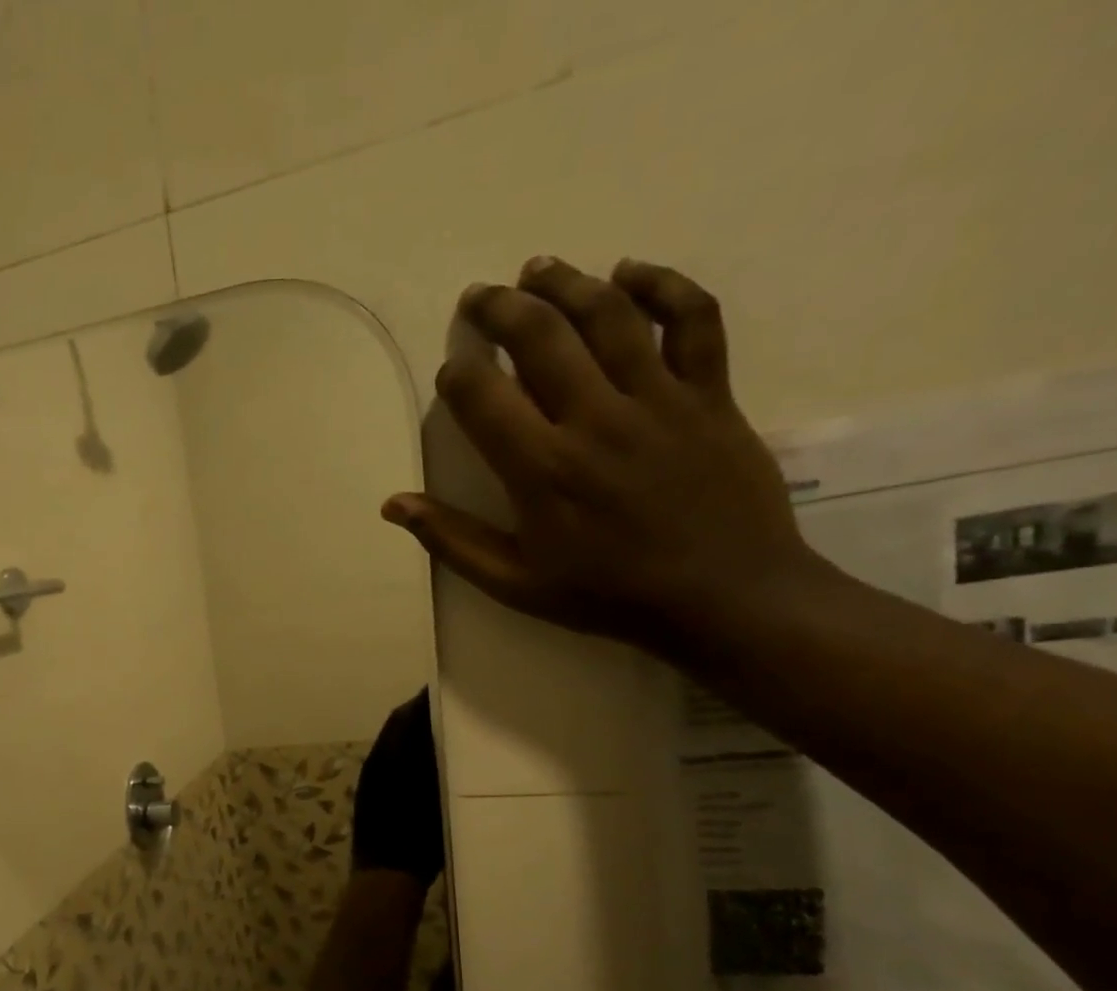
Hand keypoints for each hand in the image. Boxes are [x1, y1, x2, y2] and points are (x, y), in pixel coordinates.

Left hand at [351, 687, 444, 885]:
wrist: (386, 876)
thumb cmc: (417, 841)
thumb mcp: (438, 799)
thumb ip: (439, 763)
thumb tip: (445, 731)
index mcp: (391, 758)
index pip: (406, 716)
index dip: (424, 701)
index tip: (448, 690)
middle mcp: (376, 761)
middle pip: (397, 726)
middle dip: (419, 713)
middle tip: (449, 707)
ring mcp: (370, 777)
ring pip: (392, 742)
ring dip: (411, 732)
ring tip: (442, 729)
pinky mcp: (369, 792)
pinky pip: (387, 760)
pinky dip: (404, 752)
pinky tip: (424, 760)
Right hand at [383, 257, 824, 659]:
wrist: (722, 596)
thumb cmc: (606, 594)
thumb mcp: (514, 583)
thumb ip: (452, 540)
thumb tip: (394, 504)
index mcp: (541, 469)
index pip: (483, 397)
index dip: (458, 374)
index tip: (450, 371)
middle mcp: (594, 419)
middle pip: (540, 338)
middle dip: (500, 309)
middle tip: (479, 296)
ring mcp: (658, 399)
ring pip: (608, 316)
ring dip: (566, 284)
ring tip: (537, 268)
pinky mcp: (710, 393)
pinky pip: (692, 319)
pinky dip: (663, 286)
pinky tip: (631, 271)